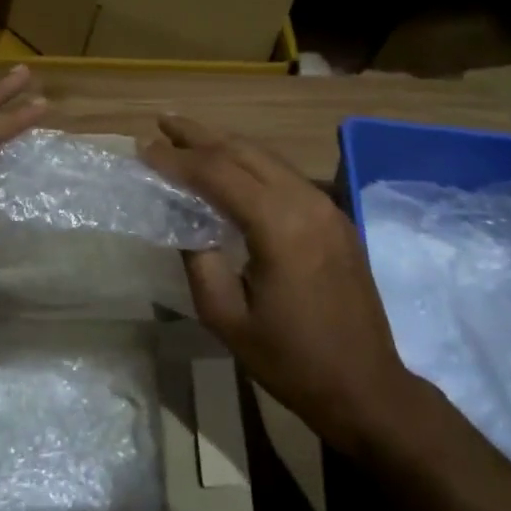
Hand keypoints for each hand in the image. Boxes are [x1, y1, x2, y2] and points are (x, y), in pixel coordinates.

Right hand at [143, 115, 416, 454]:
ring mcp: (326, 207)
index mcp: (280, 226)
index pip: (218, 173)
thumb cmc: (292, 362)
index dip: (178, 159)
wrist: (367, 389)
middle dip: (200, 135)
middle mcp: (306, 202)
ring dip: (225, 143)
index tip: (143, 149)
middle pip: (244, 152)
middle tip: (161, 121)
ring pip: (267, 158)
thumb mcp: (228, 320)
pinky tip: (230, 166)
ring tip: (189, 136)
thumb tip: (185, 224)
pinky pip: (285, 175)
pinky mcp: (335, 218)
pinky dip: (251, 163)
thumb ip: (199, 264)